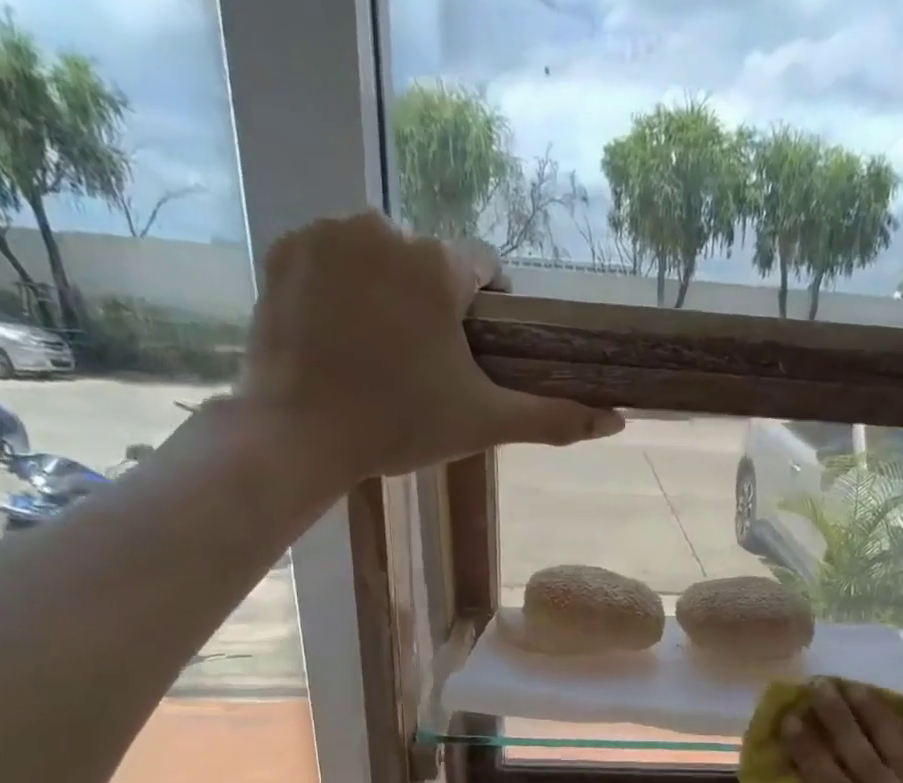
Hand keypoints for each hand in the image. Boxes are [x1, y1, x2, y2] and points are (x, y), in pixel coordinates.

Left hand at [236, 212, 622, 482]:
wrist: (299, 434)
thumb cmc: (399, 425)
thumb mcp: (483, 423)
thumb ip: (552, 418)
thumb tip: (618, 420)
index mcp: (439, 265)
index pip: (482, 268)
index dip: (486, 309)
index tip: (474, 350)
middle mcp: (385, 228)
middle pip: (426, 262)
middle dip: (430, 303)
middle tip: (420, 364)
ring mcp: (327, 233)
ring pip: (375, 256)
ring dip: (384, 291)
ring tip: (375, 351)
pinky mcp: (284, 250)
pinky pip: (327, 259)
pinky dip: (336, 289)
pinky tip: (335, 336)